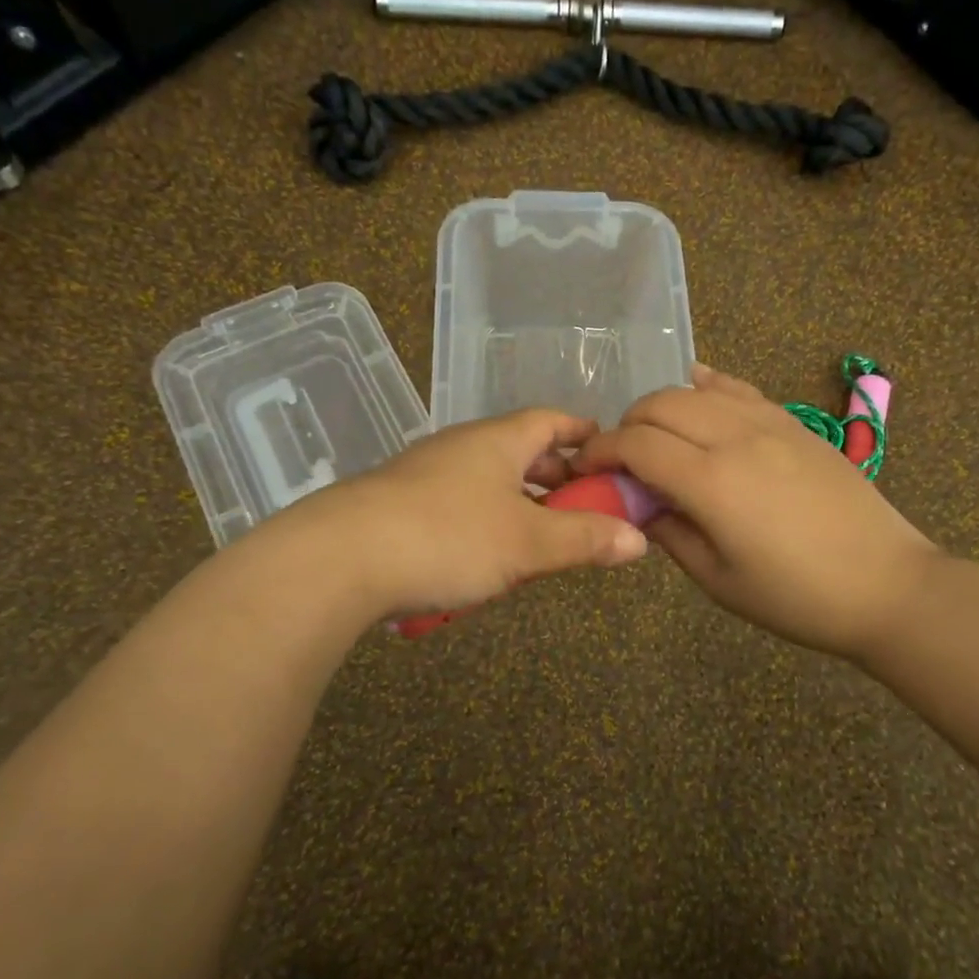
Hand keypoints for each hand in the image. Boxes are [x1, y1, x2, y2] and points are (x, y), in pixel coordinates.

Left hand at [274, 408, 648, 618]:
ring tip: (538, 537)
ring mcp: (424, 473)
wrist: (339, 557)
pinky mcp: (397, 504)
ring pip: (485, 479)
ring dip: (516, 502)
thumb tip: (639, 539)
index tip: (606, 450)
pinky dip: (481, 521)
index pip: (550, 420)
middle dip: (553, 475)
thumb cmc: (448, 537)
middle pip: (519, 449)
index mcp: (497, 440)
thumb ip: (584, 539)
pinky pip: (455, 504)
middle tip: (582, 504)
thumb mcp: (527, 543)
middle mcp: (461, 446)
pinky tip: (482, 559)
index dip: (581, 432)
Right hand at [573, 362, 938, 663]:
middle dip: (627, 424)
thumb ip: (669, 533)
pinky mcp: (794, 422)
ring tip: (657, 436)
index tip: (586, 467)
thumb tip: (639, 504)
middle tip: (622, 459)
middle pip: (660, 405)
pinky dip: (708, 386)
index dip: (601, 451)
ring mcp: (769, 422)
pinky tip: (698, 388)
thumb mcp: (718, 580)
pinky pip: (739, 389)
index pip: (636, 444)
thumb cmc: (796, 597)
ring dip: (663, 407)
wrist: (888, 585)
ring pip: (696, 390)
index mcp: (711, 481)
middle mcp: (735, 437)